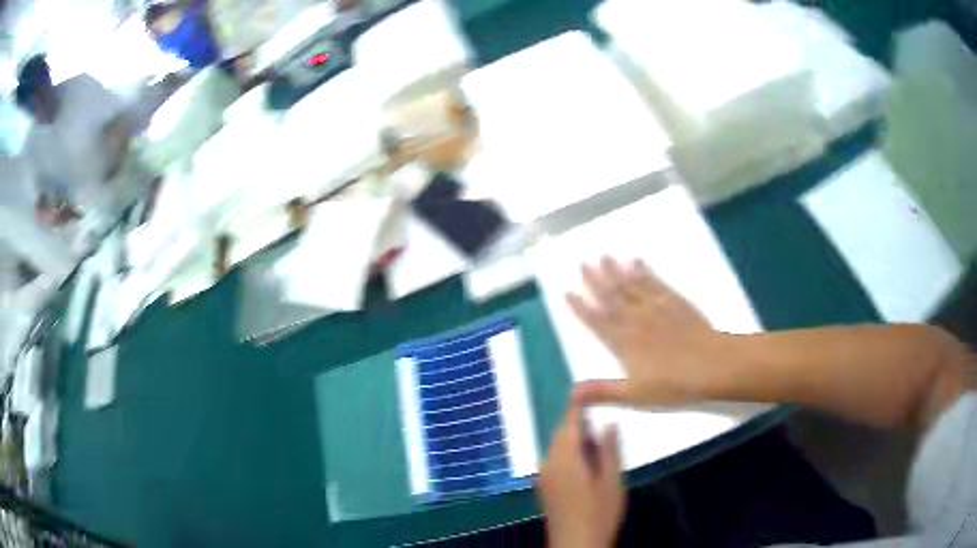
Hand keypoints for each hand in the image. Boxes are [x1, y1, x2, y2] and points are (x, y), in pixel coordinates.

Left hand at [538, 402, 623, 547]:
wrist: (575, 544)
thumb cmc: (598, 513)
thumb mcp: (612, 481)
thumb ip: (609, 449)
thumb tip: (609, 422)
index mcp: (565, 458)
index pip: (570, 423)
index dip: (577, 403)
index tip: (584, 386)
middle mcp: (549, 462)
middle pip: (562, 433)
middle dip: (579, 422)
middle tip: (602, 418)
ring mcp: (544, 475)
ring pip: (558, 446)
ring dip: (575, 438)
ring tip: (598, 441)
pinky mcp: (545, 486)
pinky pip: (555, 458)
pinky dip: (569, 452)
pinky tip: (586, 461)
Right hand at [566, 257, 727, 406]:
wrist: (712, 365)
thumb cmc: (673, 385)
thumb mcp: (635, 395)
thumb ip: (603, 391)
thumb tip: (570, 392)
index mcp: (623, 342)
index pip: (596, 321)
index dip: (580, 308)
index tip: (567, 291)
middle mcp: (636, 320)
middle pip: (611, 297)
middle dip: (595, 280)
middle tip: (582, 262)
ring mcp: (656, 308)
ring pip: (631, 285)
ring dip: (616, 270)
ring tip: (604, 255)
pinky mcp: (675, 302)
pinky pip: (655, 283)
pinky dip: (644, 271)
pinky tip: (637, 261)